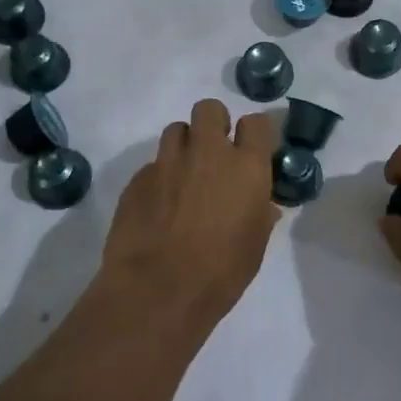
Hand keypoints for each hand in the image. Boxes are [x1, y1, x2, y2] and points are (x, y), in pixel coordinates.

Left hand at [100, 99, 279, 333]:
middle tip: (214, 155)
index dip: (253, 134)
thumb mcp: (254, 245)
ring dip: (184, 146)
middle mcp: (207, 153)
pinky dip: (160, 177)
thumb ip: (260, 214)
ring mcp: (168, 162)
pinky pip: (153, 164)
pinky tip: (159, 205)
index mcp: (246, 167)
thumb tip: (263, 204)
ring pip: (176, 130)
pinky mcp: (138, 178)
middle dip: (213, 125)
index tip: (251, 151)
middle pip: (209, 109)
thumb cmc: (221, 272)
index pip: (256, 122)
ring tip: (184, 176)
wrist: (157, 291)